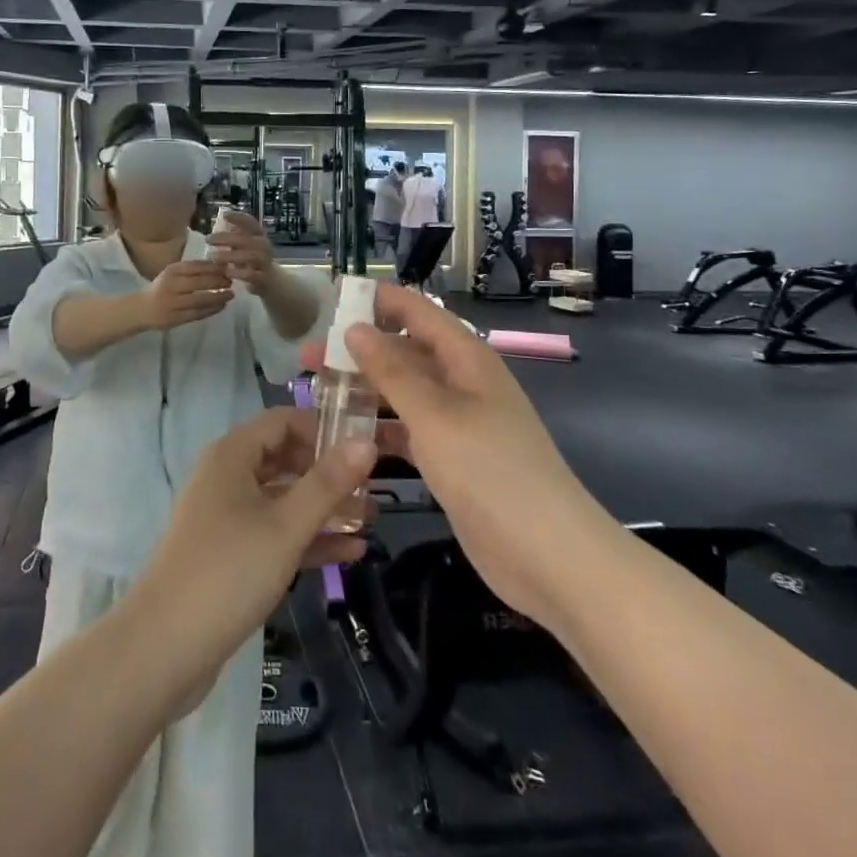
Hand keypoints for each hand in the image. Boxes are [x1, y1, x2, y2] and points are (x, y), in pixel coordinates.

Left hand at [132, 408, 378, 709]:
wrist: (165, 646)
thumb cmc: (229, 571)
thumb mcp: (286, 526)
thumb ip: (328, 483)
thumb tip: (366, 442)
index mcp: (232, 455)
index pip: (282, 421)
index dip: (322, 429)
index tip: (362, 449)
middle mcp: (226, 476)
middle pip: (284, 458)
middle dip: (327, 472)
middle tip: (373, 487)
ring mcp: (225, 516)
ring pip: (281, 499)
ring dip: (323, 508)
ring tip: (370, 520)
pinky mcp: (229, 553)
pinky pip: (273, 533)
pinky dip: (306, 538)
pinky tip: (350, 553)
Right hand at [142, 260, 232, 329]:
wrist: (142, 309)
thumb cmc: (162, 288)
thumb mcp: (173, 273)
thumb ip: (192, 270)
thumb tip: (220, 266)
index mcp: (172, 271)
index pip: (196, 266)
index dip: (214, 267)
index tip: (228, 267)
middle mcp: (172, 285)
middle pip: (200, 282)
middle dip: (219, 282)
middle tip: (231, 281)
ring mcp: (174, 303)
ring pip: (201, 299)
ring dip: (219, 297)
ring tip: (230, 295)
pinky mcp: (177, 318)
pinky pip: (198, 313)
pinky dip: (212, 310)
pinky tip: (222, 306)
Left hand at [208, 209, 275, 288]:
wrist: (272, 281)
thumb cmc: (252, 260)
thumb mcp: (245, 245)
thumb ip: (234, 235)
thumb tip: (216, 223)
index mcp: (259, 235)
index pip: (251, 222)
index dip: (238, 217)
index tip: (224, 215)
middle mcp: (264, 246)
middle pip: (245, 239)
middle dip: (225, 238)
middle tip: (208, 239)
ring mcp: (265, 262)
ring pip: (249, 256)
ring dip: (230, 255)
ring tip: (213, 257)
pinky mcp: (263, 277)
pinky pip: (251, 274)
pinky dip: (238, 273)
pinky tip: (226, 273)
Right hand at [298, 285, 596, 623]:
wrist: (549, 556)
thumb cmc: (491, 471)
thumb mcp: (434, 415)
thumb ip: (391, 371)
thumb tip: (354, 329)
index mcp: (465, 358)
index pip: (416, 311)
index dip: (376, 301)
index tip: (330, 301)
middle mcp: (460, 382)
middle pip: (403, 352)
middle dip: (357, 351)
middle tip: (307, 358)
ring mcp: (456, 422)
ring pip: (401, 392)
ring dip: (363, 390)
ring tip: (316, 394)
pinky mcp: (450, 458)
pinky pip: (407, 430)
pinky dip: (378, 429)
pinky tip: (344, 436)